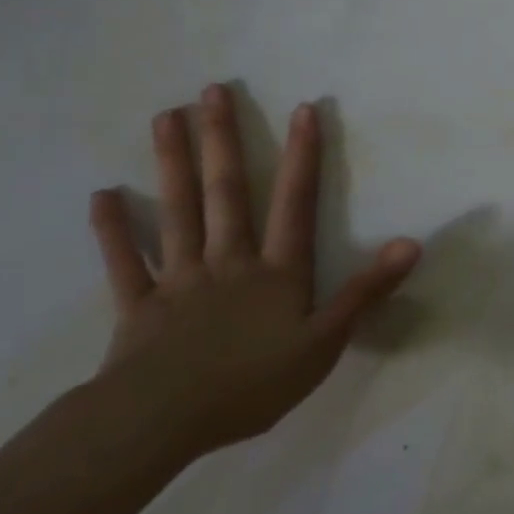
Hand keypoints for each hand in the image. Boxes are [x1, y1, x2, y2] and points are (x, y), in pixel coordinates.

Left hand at [85, 84, 420, 463]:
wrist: (162, 422)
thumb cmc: (252, 384)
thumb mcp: (325, 342)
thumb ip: (366, 291)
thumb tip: (412, 244)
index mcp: (275, 271)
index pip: (295, 203)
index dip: (302, 156)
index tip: (302, 108)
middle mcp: (228, 261)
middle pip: (226, 193)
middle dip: (222, 140)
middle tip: (212, 90)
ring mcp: (179, 280)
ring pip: (178, 212)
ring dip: (172, 164)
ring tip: (165, 117)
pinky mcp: (139, 306)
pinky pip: (125, 263)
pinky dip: (113, 231)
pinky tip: (102, 196)